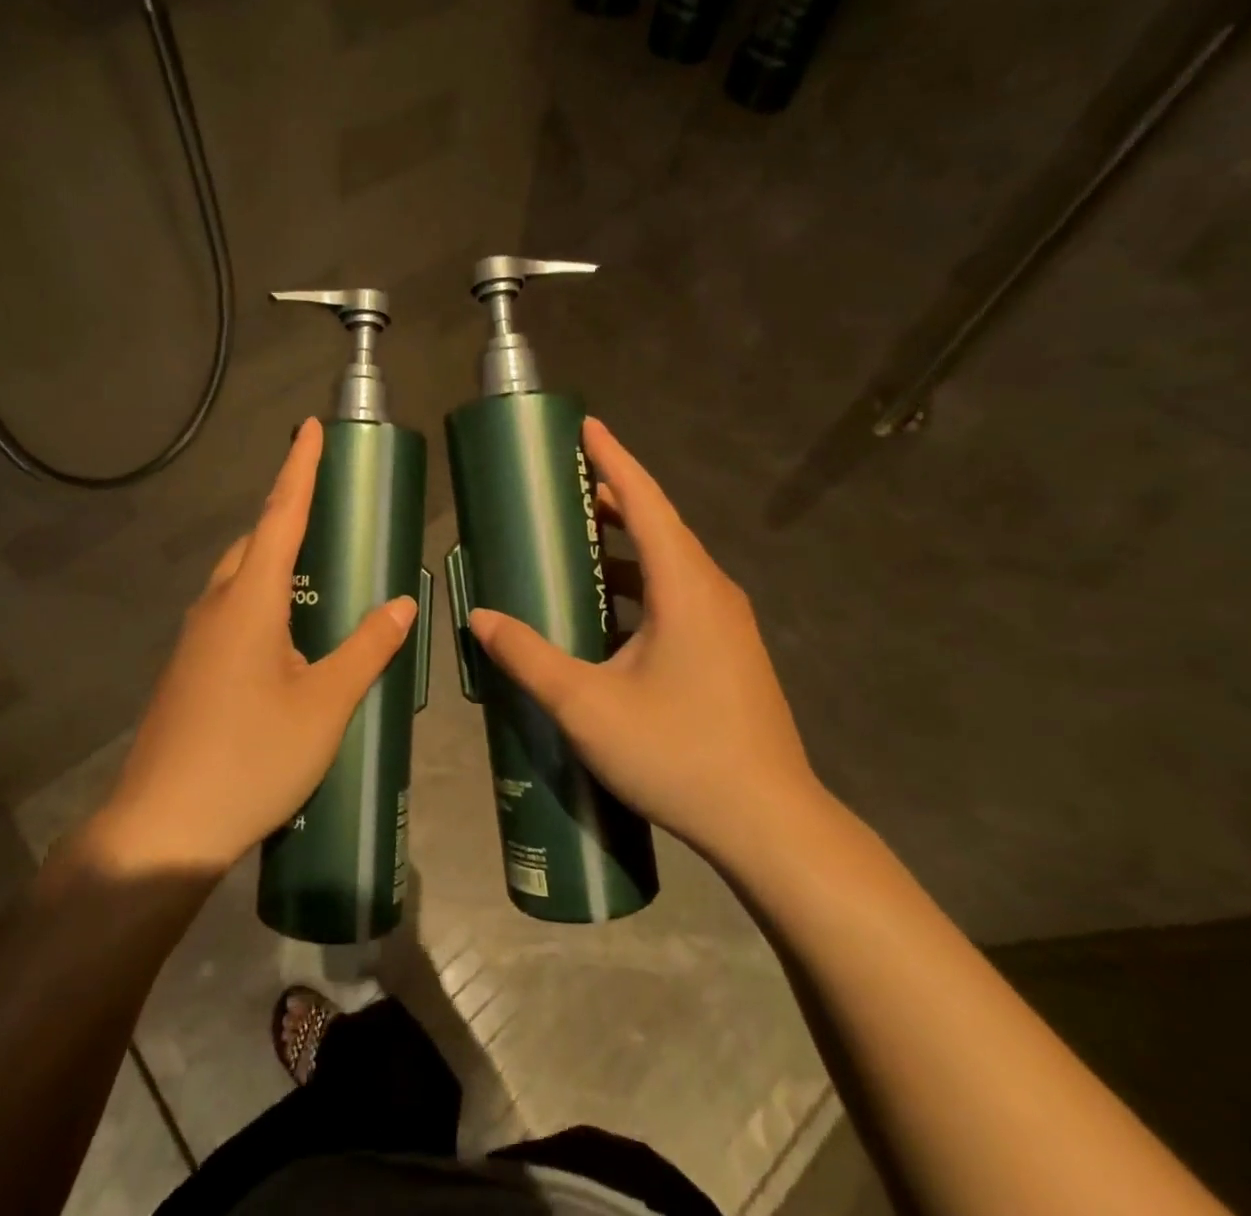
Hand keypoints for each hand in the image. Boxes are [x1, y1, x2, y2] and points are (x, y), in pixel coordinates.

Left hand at [91, 419, 417, 875]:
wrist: (163, 827)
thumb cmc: (251, 758)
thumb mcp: (325, 705)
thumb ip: (366, 649)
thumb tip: (404, 603)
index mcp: (249, 601)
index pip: (280, 515)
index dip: (299, 468)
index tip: (310, 426)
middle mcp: (215, 607)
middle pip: (253, 542)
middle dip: (286, 513)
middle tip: (326, 506)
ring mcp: (195, 639)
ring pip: (237, 578)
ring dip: (271, 558)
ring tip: (315, 567)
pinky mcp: (189, 669)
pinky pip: (229, 611)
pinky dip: (260, 598)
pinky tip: (285, 633)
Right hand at [466, 419, 824, 865]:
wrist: (770, 824)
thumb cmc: (678, 752)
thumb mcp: (587, 705)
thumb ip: (529, 657)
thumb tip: (481, 618)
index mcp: (686, 587)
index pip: (646, 501)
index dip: (614, 459)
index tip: (585, 426)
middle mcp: (713, 592)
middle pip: (659, 526)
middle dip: (612, 500)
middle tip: (562, 487)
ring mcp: (728, 624)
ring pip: (670, 564)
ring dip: (625, 546)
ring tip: (576, 542)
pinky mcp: (729, 652)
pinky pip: (679, 596)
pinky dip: (640, 585)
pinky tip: (607, 612)